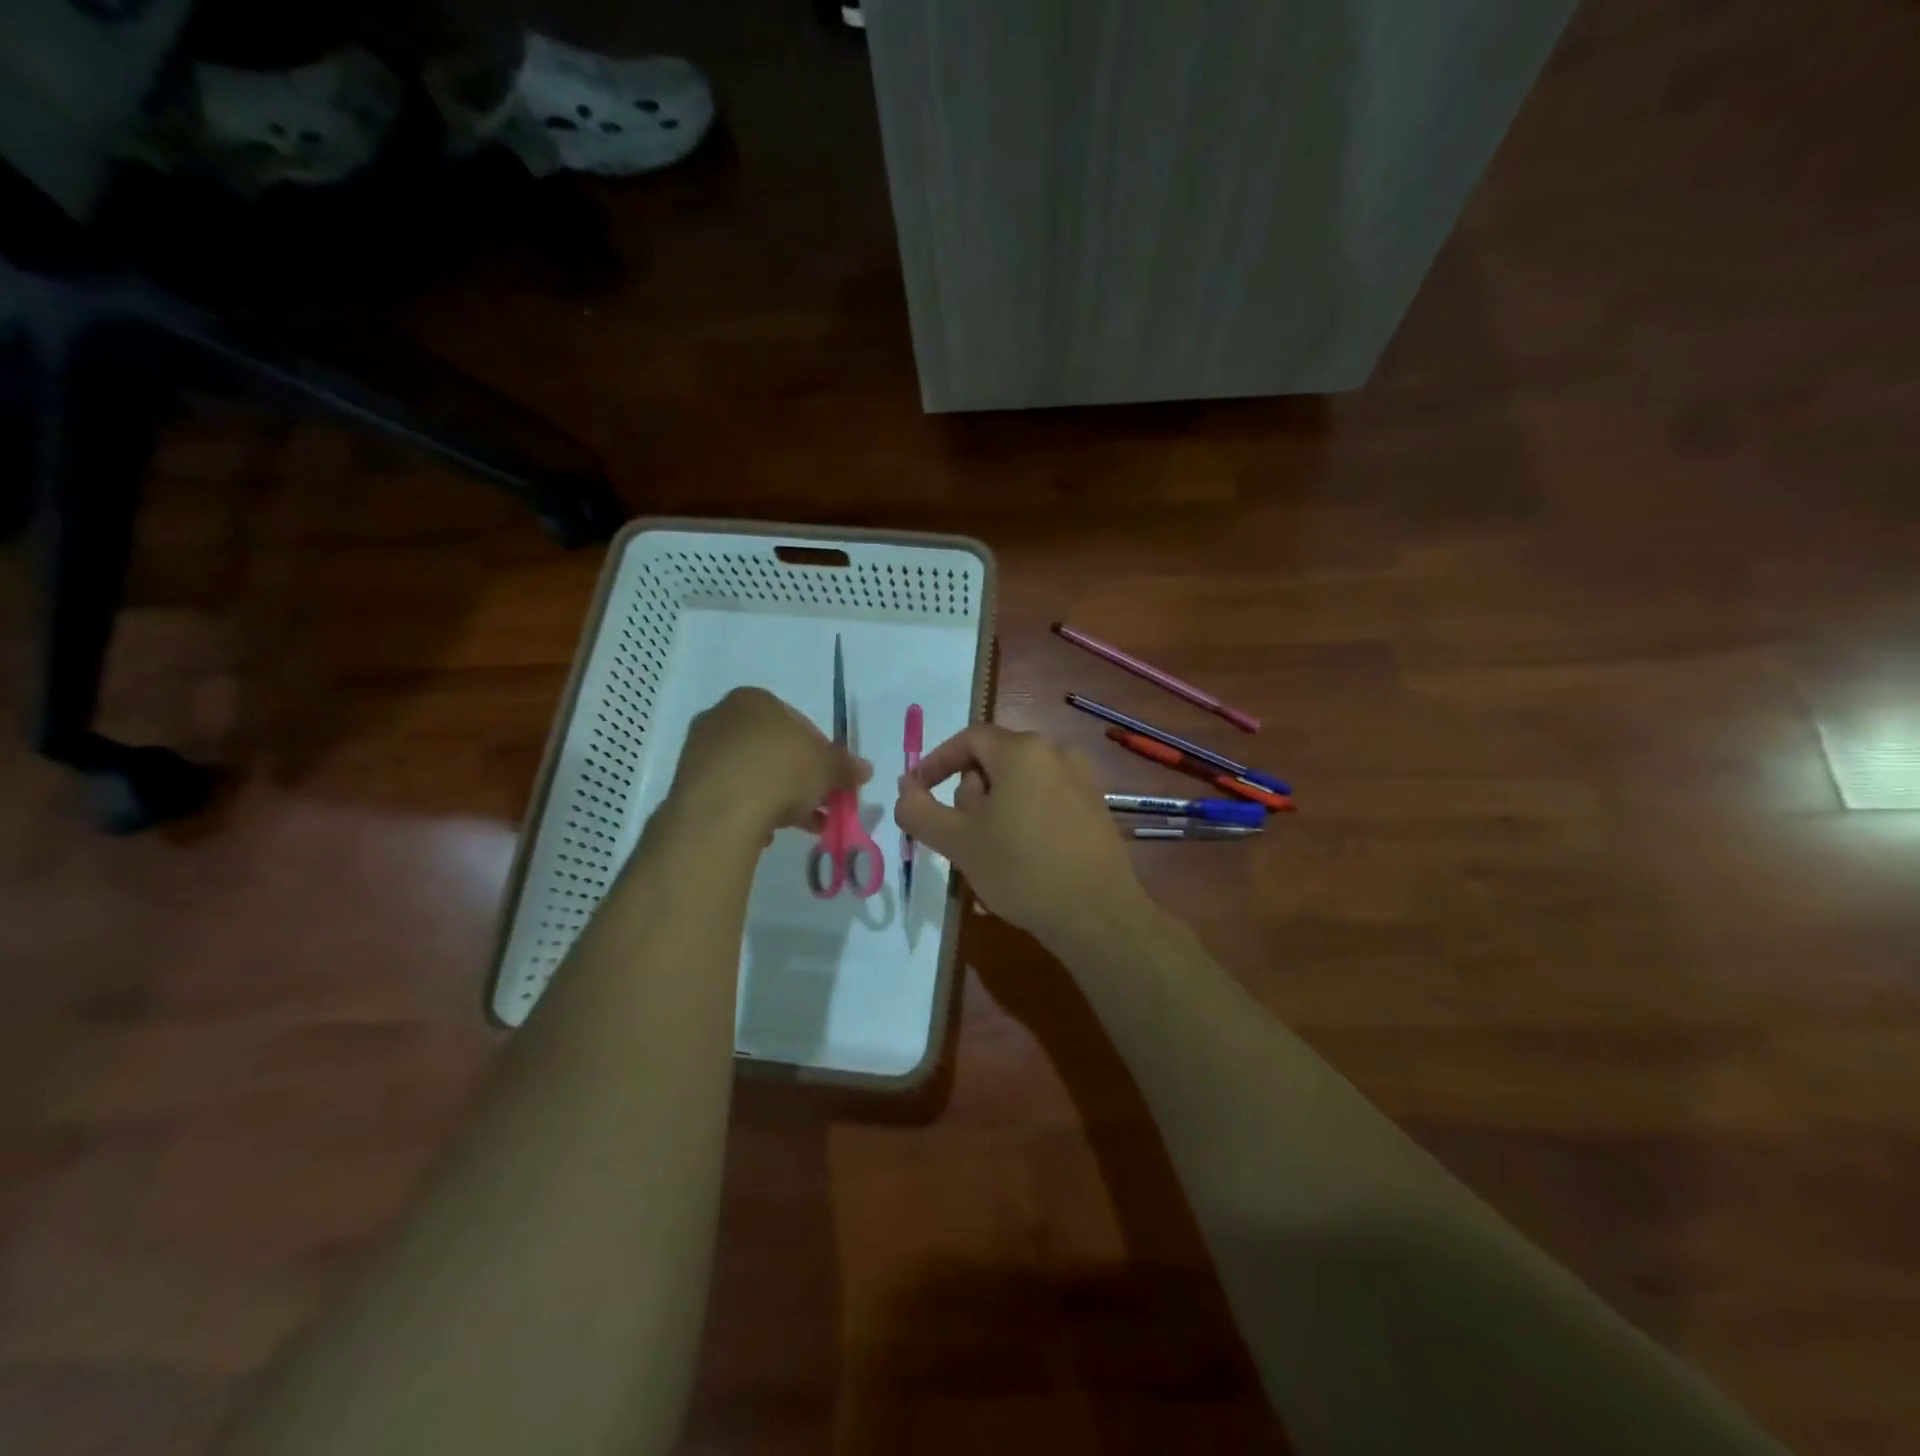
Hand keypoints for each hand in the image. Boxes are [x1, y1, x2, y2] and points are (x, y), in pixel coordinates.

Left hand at [670, 687, 869, 836]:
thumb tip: (864, 769)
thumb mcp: (827, 768)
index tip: (833, 779)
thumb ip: (845, 767)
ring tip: (801, 825)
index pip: (798, 722)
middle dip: (800, 777)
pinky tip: (765, 831)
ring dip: (778, 796)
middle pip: (774, 749)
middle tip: (820, 803)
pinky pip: (730, 794)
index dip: (822, 753)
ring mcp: (700, 750)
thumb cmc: (780, 772)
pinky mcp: (687, 784)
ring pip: (752, 773)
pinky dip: (750, 809)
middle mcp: (721, 716)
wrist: (721, 812)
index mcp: (754, 699)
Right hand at [893, 725, 1147, 946]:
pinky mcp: (1096, 807)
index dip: (936, 762)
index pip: (968, 739)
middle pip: (996, 759)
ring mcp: (1083, 778)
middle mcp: (1057, 752)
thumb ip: (919, 810)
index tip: (917, 791)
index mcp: (1022, 750)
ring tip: (990, 849)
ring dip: (996, 806)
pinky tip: (1023, 856)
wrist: (1096, 914)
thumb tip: (905, 789)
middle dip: (969, 790)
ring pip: (1022, 781)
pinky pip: (1047, 798)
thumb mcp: (957, 841)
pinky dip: (1025, 815)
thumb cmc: (1020, 869)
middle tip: (958, 832)